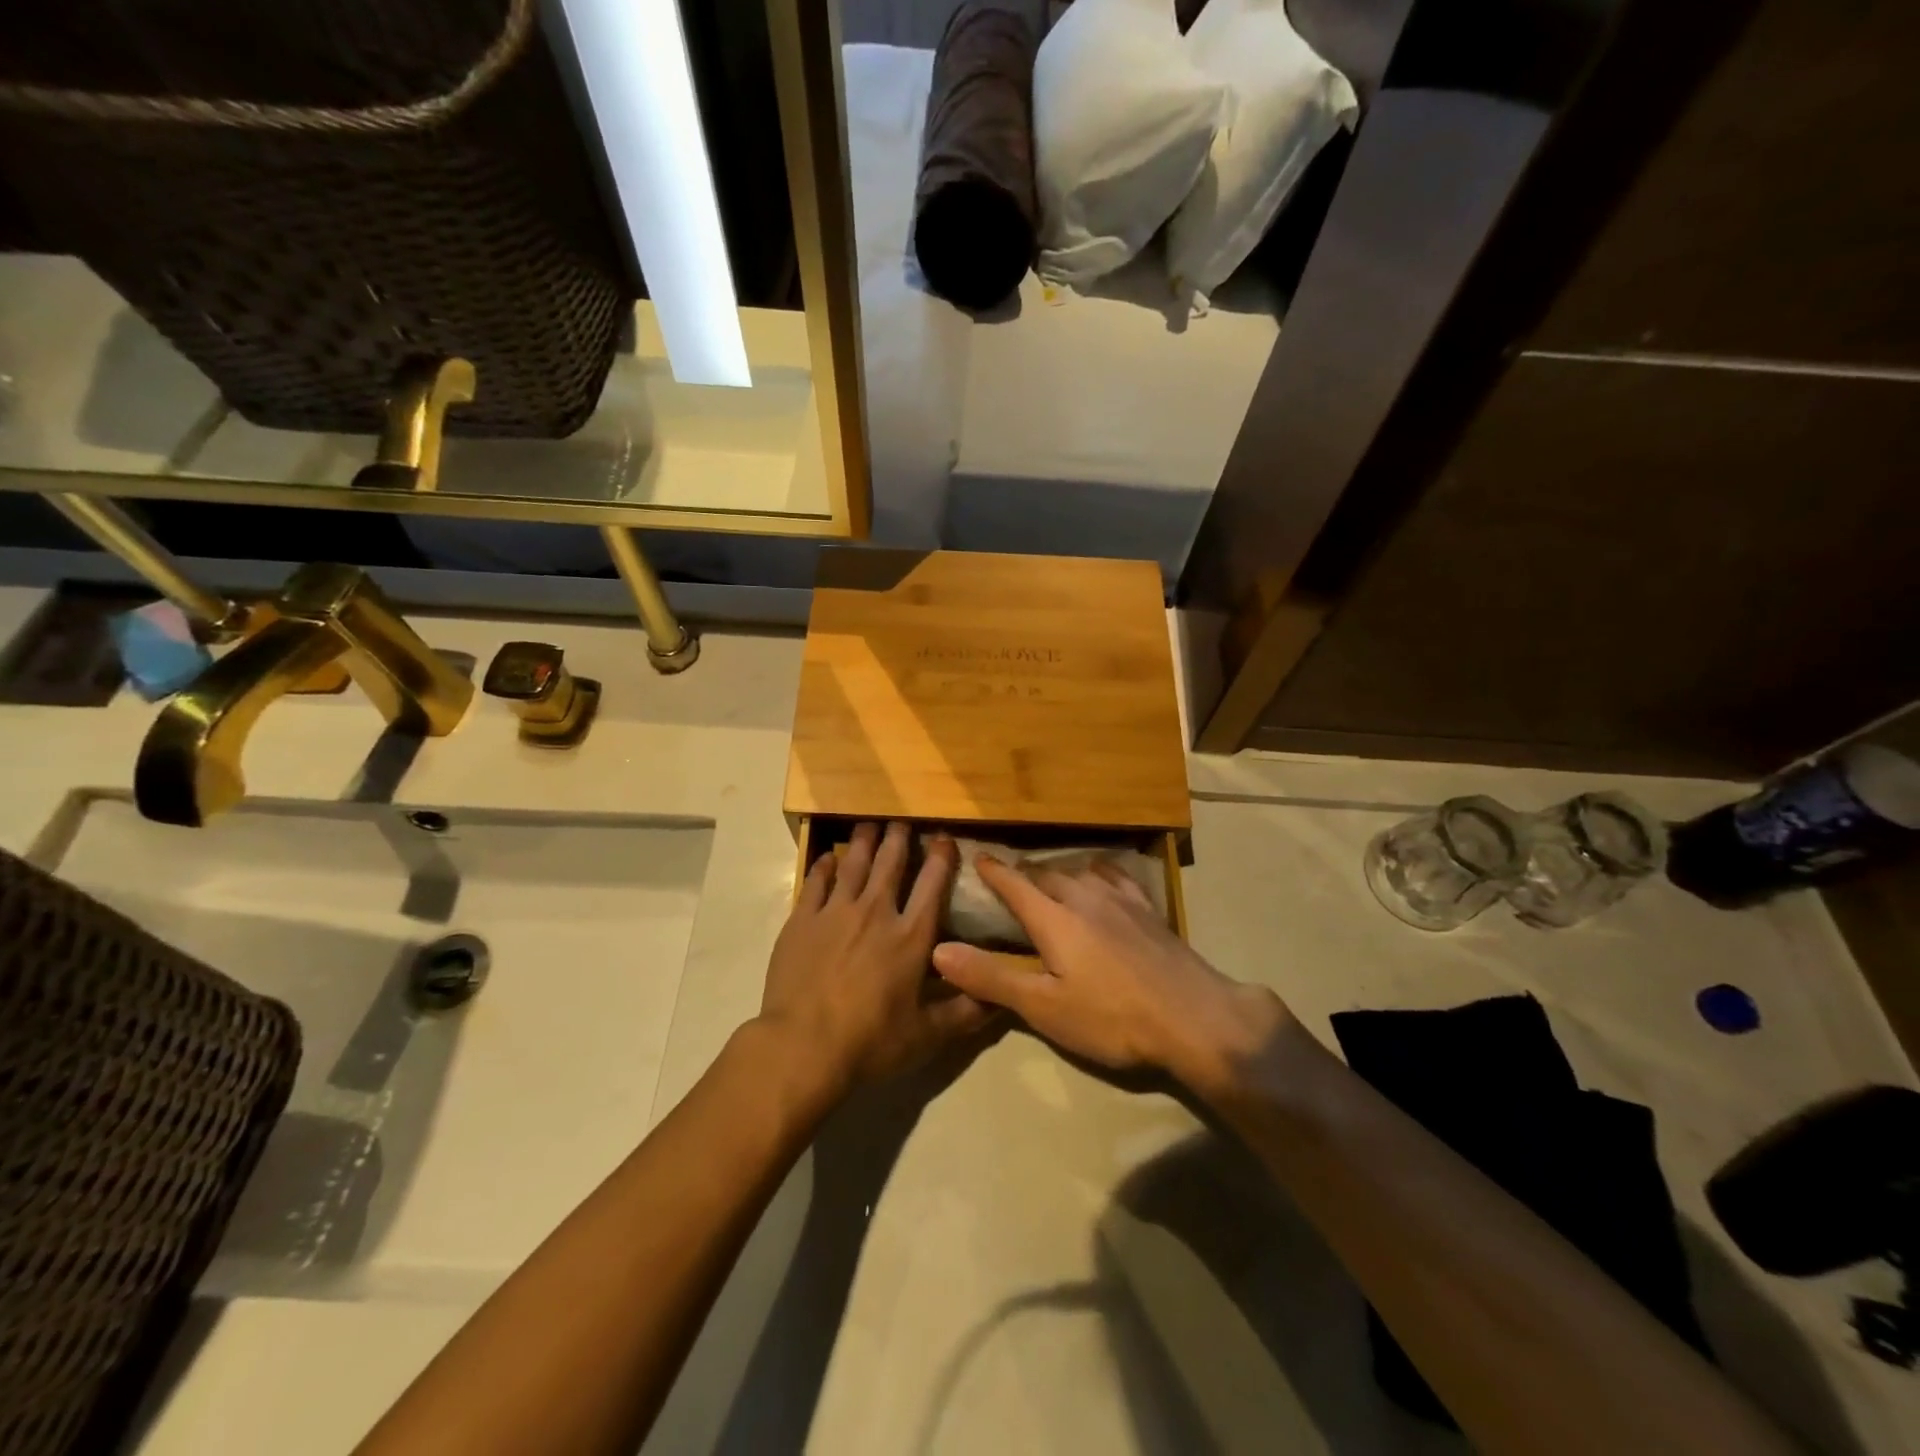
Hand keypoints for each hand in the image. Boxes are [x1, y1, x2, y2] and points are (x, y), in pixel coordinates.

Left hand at [760, 822, 995, 1098]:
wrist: (802, 1046)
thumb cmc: (870, 1042)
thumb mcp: (928, 1036)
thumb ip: (966, 1013)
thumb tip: (1000, 997)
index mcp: (910, 936)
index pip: (932, 884)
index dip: (941, 857)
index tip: (943, 838)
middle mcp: (876, 912)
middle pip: (890, 863)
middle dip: (899, 837)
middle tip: (901, 820)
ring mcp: (835, 912)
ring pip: (853, 864)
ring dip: (864, 841)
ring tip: (869, 824)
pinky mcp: (801, 920)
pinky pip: (815, 882)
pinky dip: (824, 866)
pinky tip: (829, 858)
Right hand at [930, 856, 1287, 1094]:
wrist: (1193, 1017)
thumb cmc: (1112, 1017)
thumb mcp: (1044, 1007)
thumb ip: (991, 978)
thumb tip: (939, 951)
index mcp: (1055, 919)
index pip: (1015, 886)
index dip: (994, 872)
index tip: (978, 858)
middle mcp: (1085, 898)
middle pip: (1047, 876)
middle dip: (1025, 875)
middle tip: (1012, 881)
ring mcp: (1122, 901)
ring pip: (1081, 872)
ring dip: (1060, 873)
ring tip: (1052, 880)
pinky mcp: (1150, 911)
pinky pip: (1118, 878)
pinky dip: (1101, 873)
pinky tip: (1106, 880)